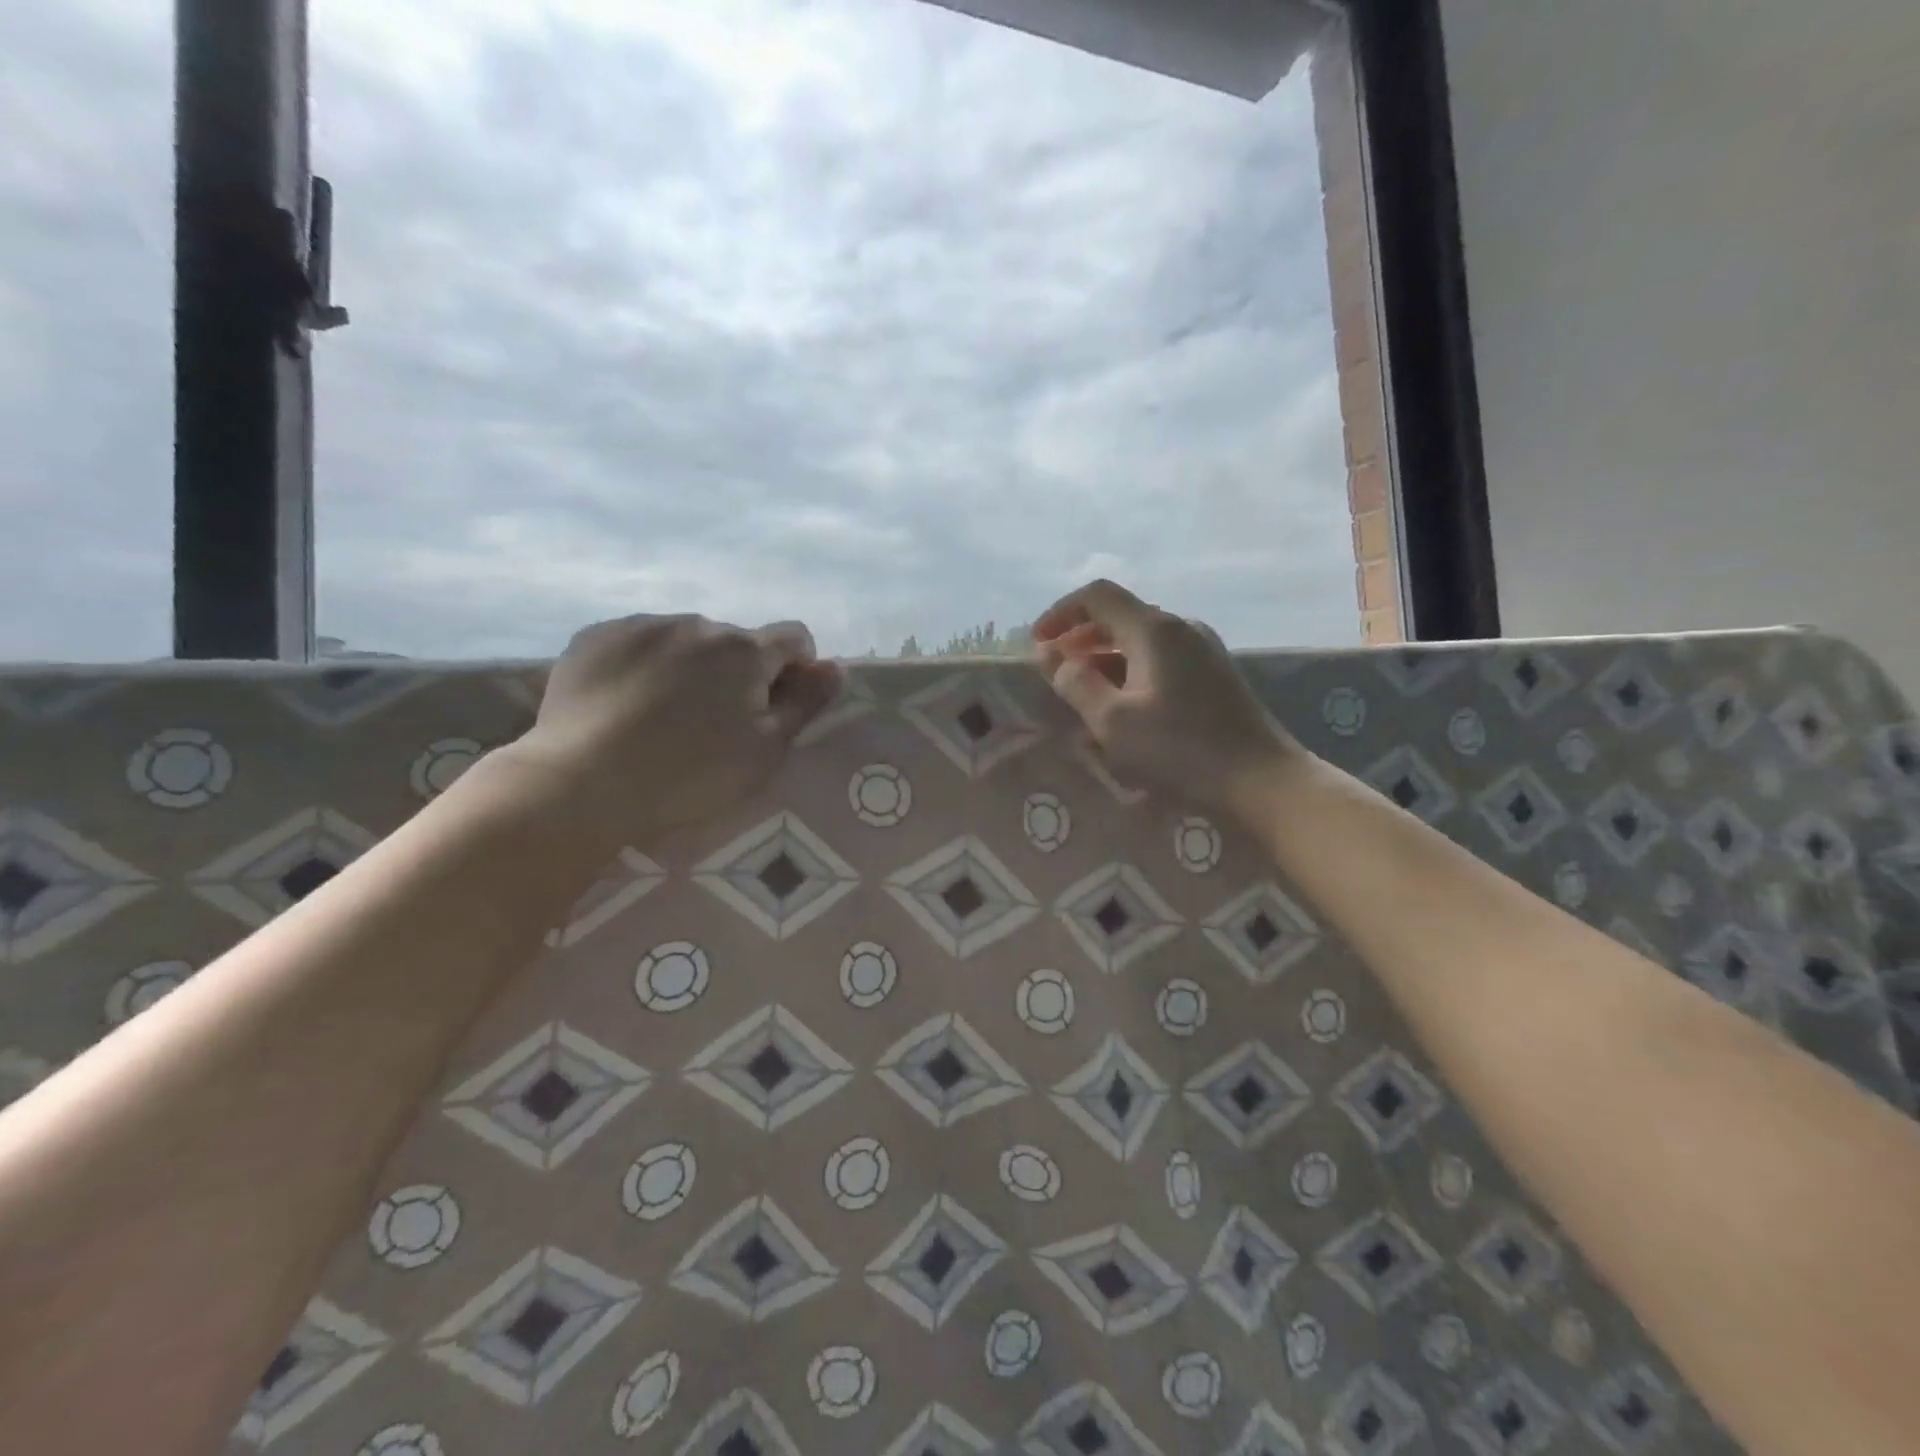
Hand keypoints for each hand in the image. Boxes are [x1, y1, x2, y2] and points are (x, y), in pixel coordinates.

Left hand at [494, 613, 841, 850]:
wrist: (583, 782)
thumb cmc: (691, 774)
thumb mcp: (766, 750)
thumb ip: (806, 703)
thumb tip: (836, 667)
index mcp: (745, 650)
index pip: (794, 638)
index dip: (796, 669)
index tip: (777, 704)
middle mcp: (697, 624)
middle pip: (736, 641)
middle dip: (738, 671)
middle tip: (714, 721)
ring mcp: (642, 626)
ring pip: (685, 639)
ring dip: (691, 664)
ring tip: (665, 713)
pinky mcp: (595, 637)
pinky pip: (638, 641)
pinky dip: (645, 663)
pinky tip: (627, 702)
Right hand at [1033, 579, 1302, 815]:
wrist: (1261, 780)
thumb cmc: (1180, 750)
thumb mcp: (1113, 721)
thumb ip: (1076, 683)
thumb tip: (1052, 657)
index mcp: (1154, 629)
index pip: (1097, 596)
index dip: (1060, 612)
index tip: (1037, 642)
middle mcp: (1180, 627)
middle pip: (1120, 614)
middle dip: (1080, 636)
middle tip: (1055, 669)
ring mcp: (1203, 648)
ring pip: (1140, 638)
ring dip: (1105, 655)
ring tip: (1084, 689)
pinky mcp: (1214, 672)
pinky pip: (1160, 656)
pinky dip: (1130, 668)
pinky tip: (1124, 701)